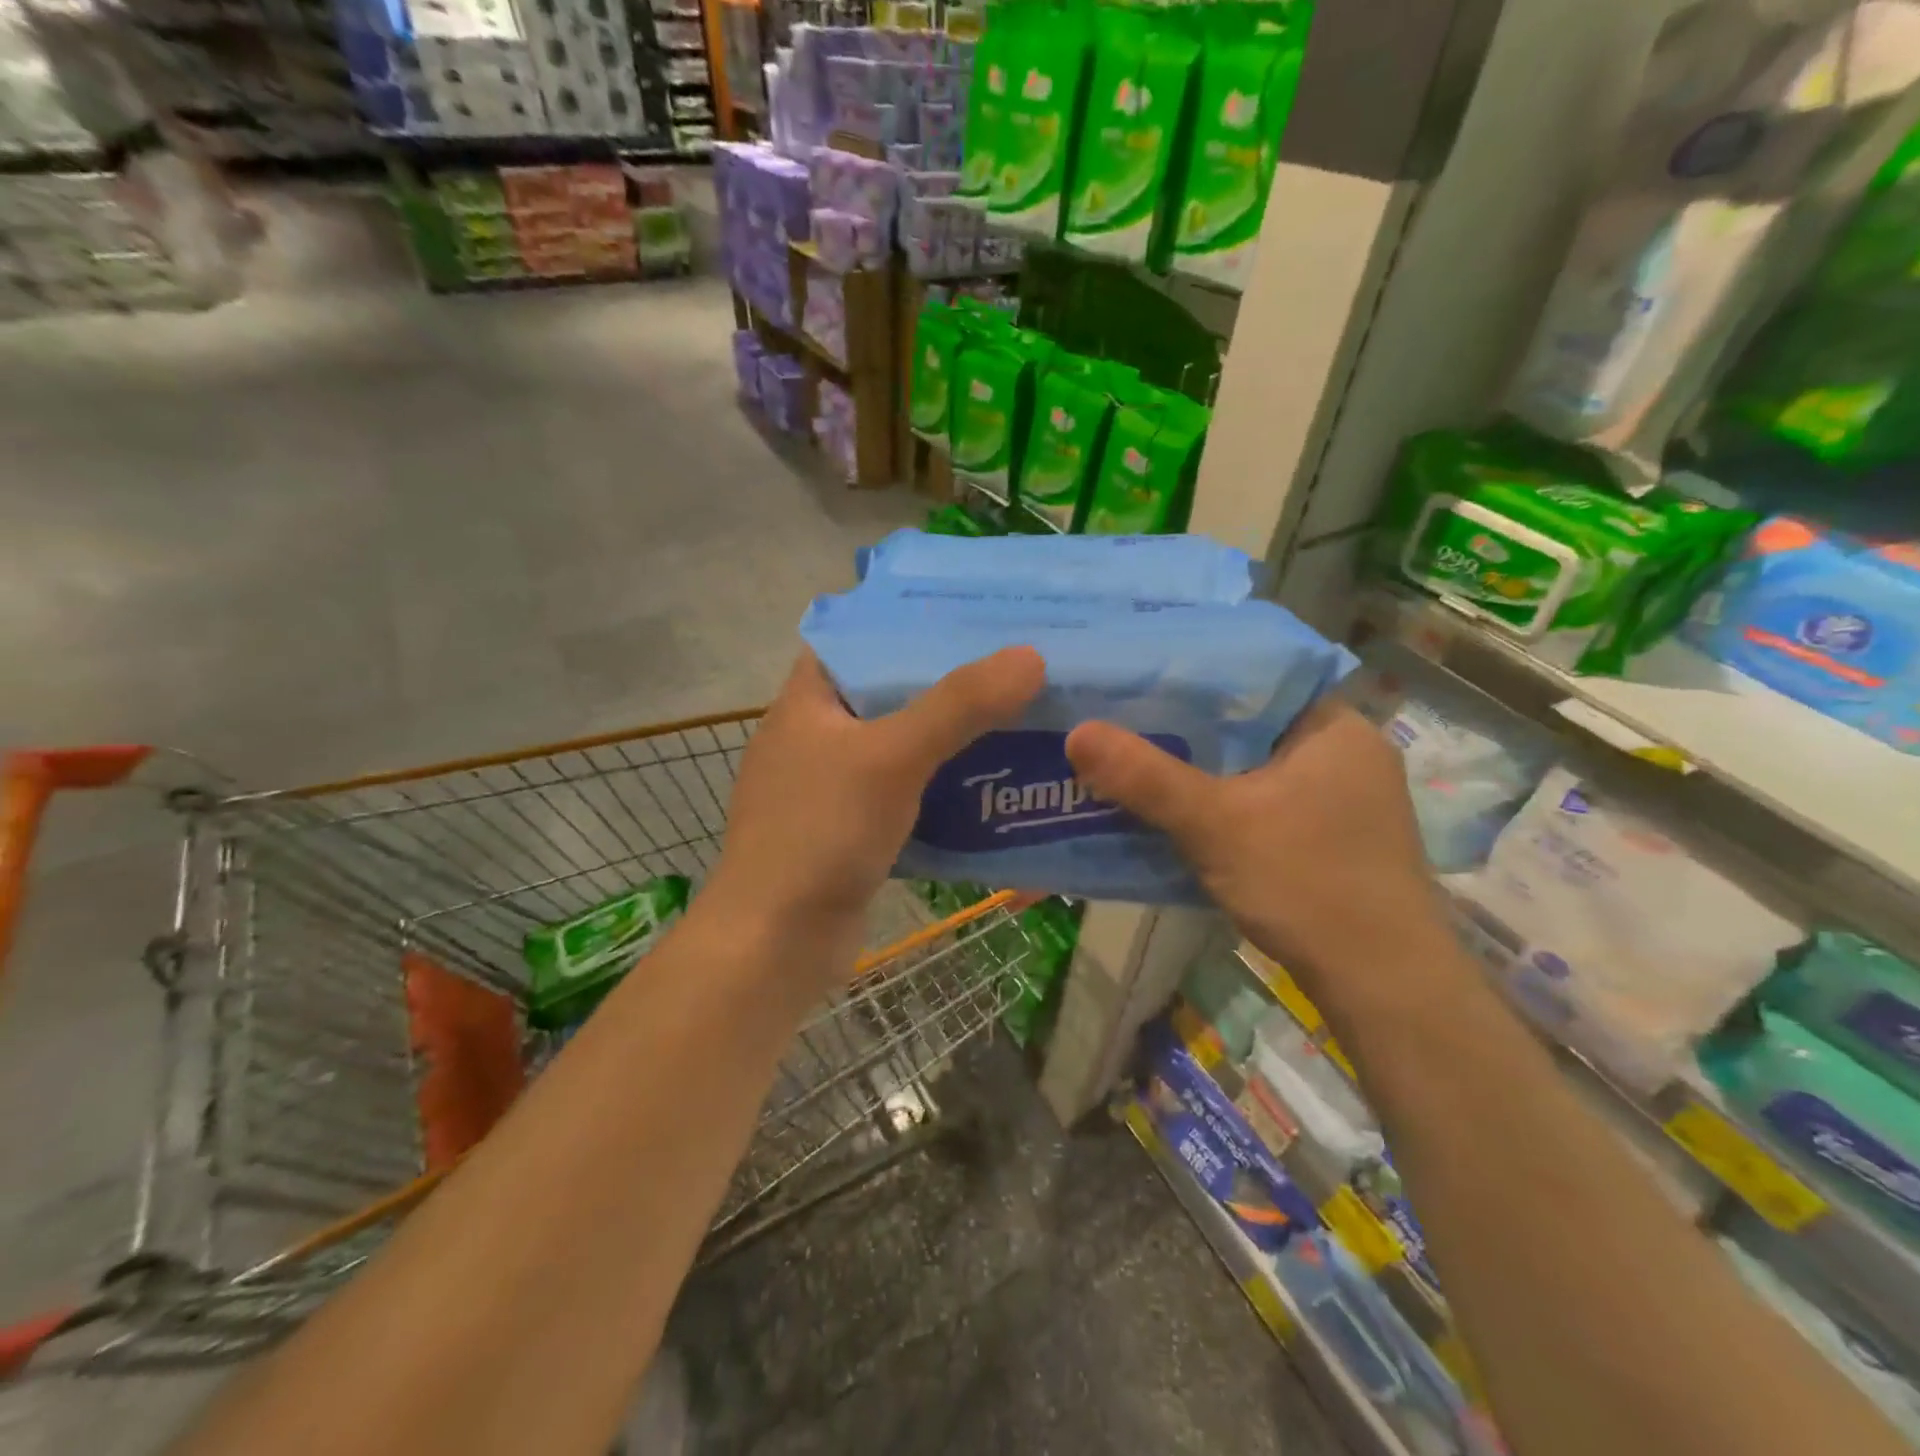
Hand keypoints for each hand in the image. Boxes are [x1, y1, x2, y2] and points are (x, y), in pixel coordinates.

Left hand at [705, 647, 1044, 976]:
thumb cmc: (821, 833)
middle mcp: (815, 735)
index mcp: (807, 700)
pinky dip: (941, 787)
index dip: (910, 622)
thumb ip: (959, 705)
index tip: (972, 615)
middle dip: (946, 682)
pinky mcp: (850, 831)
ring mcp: (830, 787)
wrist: (776, 943)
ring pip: (901, 746)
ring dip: (950, 738)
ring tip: (1015, 715)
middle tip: (1012, 666)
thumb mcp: (892, 757)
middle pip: (888, 692)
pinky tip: (989, 783)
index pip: (858, 638)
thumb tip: (1030, 657)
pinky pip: (904, 794)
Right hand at [1066, 699, 1453, 1012]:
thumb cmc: (1309, 884)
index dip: (1195, 674)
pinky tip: (1176, 810)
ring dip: (1201, 769)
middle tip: (1124, 717)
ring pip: (1252, 766)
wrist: (1382, 987)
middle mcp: (1345, 753)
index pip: (1258, 677)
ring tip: (1136, 756)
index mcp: (1335, 726)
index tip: (1140, 675)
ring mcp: (1342, 800)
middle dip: (1188, 727)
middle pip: (1249, 724)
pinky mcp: (1330, 838)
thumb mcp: (1216, 824)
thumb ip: (1146, 777)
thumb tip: (1077, 732)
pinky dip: (1221, 803)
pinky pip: (1261, 801)